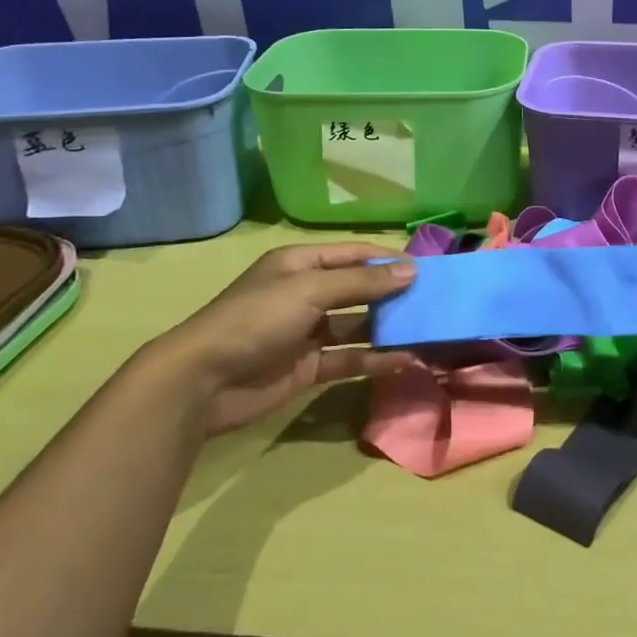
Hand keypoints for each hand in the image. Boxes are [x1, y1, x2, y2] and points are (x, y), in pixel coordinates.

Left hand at [140, 242, 418, 434]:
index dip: (389, 260)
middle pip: (358, 289)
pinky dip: (375, 360)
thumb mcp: (309, 290)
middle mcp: (305, 294)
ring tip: (426, 331)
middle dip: (393, 294)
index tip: (427, 270)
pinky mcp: (307, 367)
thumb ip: (362, 281)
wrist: (202, 382)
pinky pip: (348, 359)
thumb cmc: (255, 320)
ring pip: (357, 325)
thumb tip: (411, 270)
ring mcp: (306, 332)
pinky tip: (405, 361)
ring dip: (388, 328)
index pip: (354, 255)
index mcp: (300, 265)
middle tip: (434, 302)